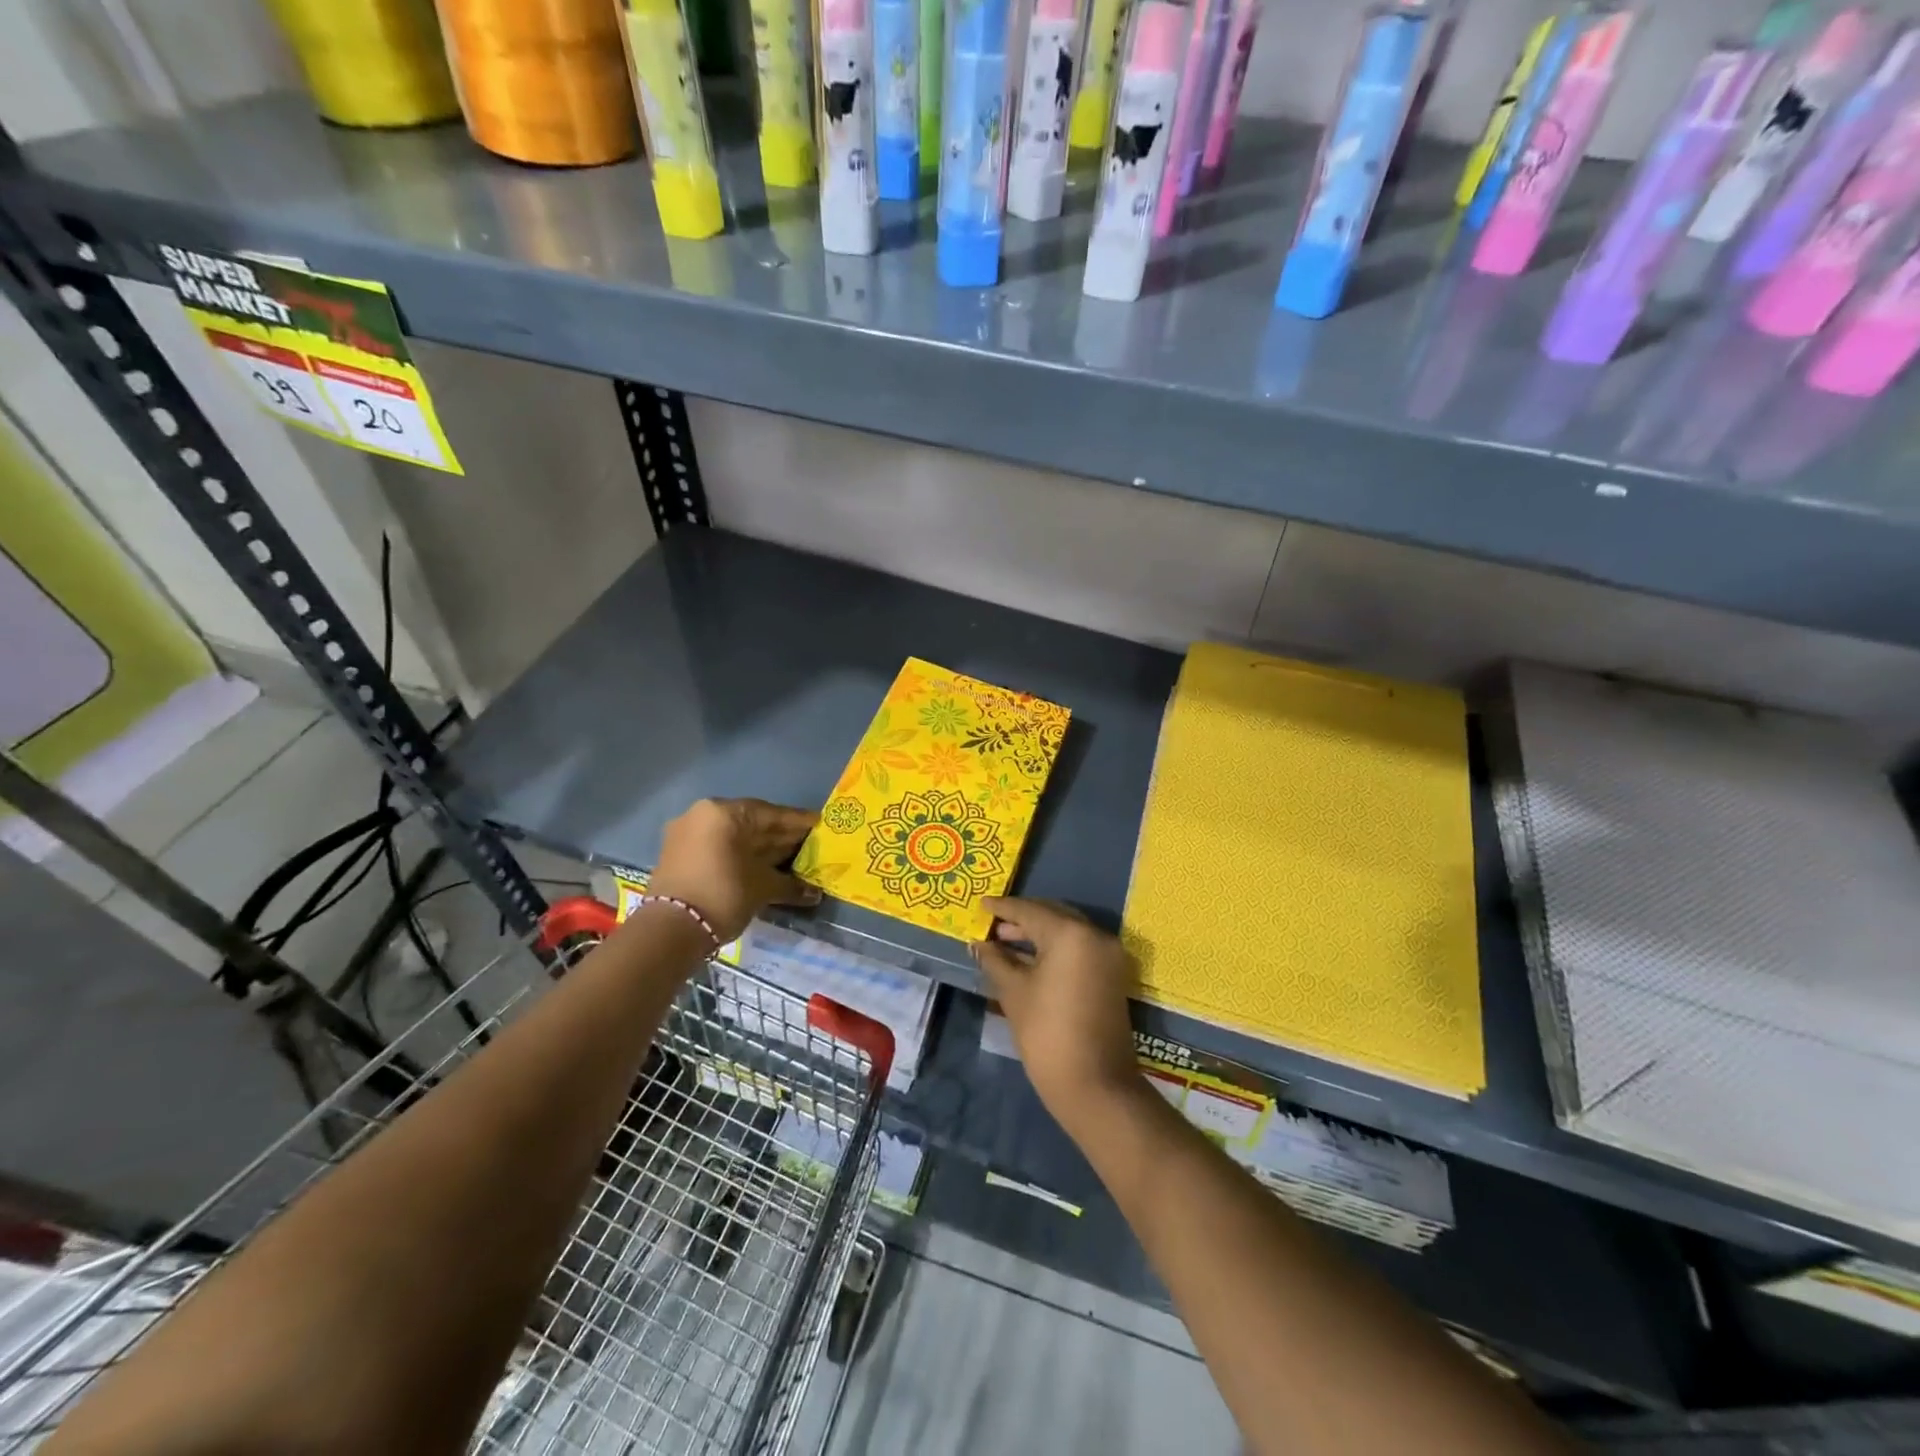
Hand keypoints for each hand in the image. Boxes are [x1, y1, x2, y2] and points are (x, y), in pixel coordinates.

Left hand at [646, 798, 821, 942]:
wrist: (669, 931)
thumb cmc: (723, 895)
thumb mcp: (763, 888)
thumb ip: (790, 885)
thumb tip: (814, 893)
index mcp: (724, 812)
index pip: (772, 814)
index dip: (799, 823)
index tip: (821, 827)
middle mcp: (703, 815)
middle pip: (752, 823)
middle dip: (782, 837)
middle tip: (810, 847)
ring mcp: (687, 834)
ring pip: (734, 837)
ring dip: (762, 849)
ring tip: (792, 860)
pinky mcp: (678, 855)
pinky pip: (719, 848)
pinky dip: (741, 857)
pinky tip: (764, 868)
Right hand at [973, 897, 1142, 1129]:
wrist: (1095, 1085)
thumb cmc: (1047, 1034)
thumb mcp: (1014, 992)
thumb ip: (995, 960)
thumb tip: (979, 944)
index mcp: (1071, 933)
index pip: (1030, 911)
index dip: (1003, 908)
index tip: (981, 905)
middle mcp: (1095, 935)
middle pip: (1052, 915)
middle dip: (1021, 919)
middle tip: (992, 925)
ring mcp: (1108, 955)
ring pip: (1067, 931)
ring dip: (1038, 934)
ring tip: (1005, 942)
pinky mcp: (1112, 974)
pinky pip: (1079, 948)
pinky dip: (1055, 948)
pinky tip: (1029, 958)